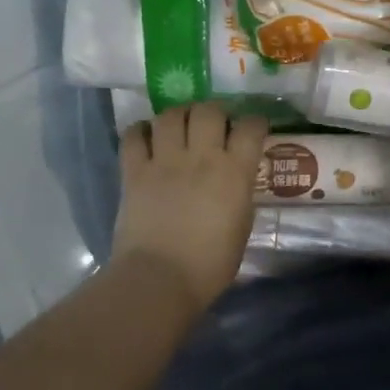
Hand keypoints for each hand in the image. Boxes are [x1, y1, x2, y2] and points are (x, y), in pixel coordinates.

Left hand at [113, 102, 270, 310]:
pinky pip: (134, 136)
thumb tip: (235, 183)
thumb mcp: (241, 227)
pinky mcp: (134, 171)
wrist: (160, 279)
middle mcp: (201, 157)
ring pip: (171, 115)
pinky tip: (146, 136)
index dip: (254, 122)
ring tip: (180, 125)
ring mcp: (165, 161)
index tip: (253, 128)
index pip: (250, 128)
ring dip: (179, 115)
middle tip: (214, 124)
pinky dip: (141, 131)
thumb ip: (240, 196)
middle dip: (215, 112)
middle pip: (209, 111)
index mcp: (234, 172)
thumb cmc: (210, 265)